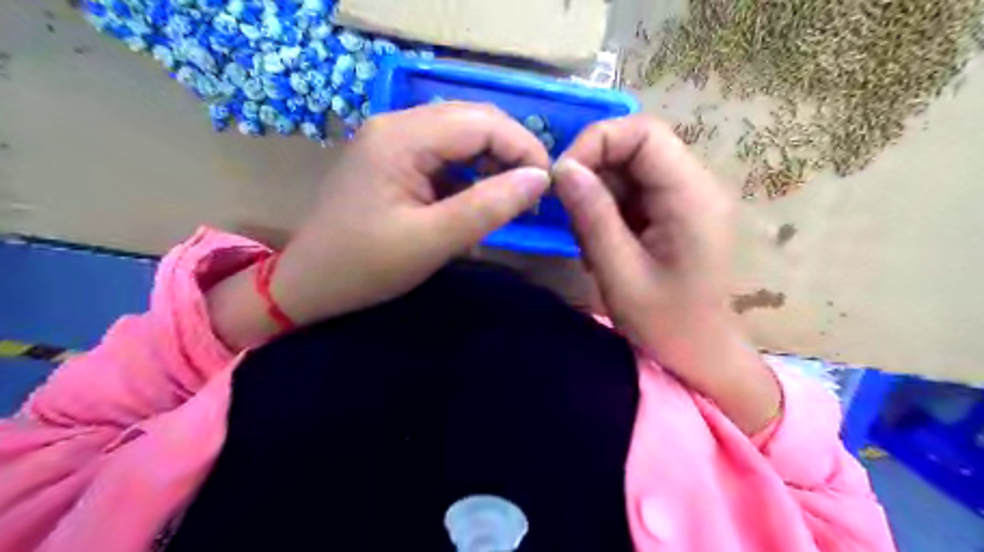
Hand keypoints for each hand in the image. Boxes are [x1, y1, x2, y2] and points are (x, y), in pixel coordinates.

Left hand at [205, 99, 550, 345]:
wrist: (311, 283)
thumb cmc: (366, 266)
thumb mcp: (433, 241)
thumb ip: (489, 207)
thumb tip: (540, 178)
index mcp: (402, 137)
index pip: (482, 122)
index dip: (523, 147)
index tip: (547, 186)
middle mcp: (397, 124)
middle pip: (473, 120)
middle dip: (511, 152)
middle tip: (532, 193)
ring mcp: (393, 139)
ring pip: (461, 135)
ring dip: (492, 161)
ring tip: (511, 197)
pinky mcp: (394, 159)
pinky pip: (445, 153)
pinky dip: (470, 172)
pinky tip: (479, 198)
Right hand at [549, 117, 780, 435]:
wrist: (703, 356)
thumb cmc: (666, 325)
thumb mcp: (620, 273)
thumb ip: (592, 216)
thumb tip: (563, 168)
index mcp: (691, 196)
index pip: (643, 133)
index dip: (596, 142)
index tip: (563, 179)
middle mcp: (696, 186)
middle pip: (636, 147)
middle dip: (593, 173)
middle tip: (571, 215)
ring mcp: (688, 199)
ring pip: (630, 170)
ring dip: (599, 197)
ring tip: (589, 242)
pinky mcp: (677, 213)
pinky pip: (635, 193)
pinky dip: (609, 212)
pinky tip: (604, 247)